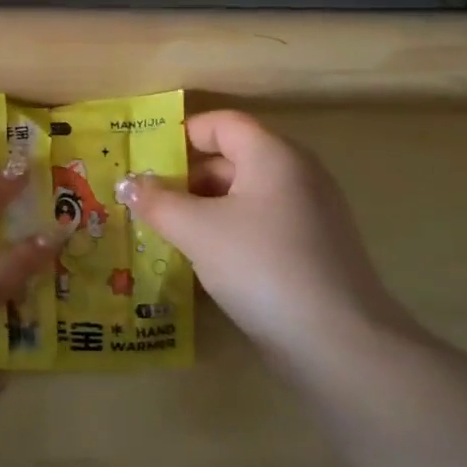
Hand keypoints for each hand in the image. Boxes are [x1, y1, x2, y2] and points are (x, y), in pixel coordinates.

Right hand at [122, 111, 409, 361]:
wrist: (337, 342)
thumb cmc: (260, 266)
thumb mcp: (196, 230)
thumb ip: (157, 202)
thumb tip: (129, 184)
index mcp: (274, 155)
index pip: (222, 123)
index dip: (181, 135)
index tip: (145, 159)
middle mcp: (298, 174)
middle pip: (233, 158)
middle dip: (187, 177)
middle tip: (147, 201)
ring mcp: (311, 213)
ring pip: (245, 195)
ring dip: (204, 207)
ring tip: (167, 231)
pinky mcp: (314, 249)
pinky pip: (261, 224)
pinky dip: (230, 231)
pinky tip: (204, 259)